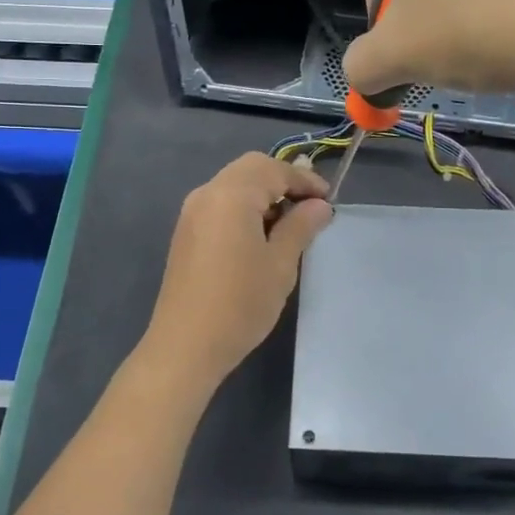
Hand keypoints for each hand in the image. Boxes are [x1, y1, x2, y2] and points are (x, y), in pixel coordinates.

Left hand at [140, 153, 332, 392]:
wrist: (186, 346)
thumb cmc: (240, 303)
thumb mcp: (280, 264)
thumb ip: (301, 226)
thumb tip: (320, 206)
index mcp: (231, 194)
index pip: (274, 168)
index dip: (305, 180)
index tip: (329, 201)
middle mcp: (207, 194)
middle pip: (251, 168)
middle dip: (283, 180)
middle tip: (311, 206)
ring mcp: (192, 213)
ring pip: (234, 184)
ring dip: (264, 193)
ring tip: (290, 223)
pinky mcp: (186, 233)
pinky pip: (221, 203)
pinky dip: (245, 207)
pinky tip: (261, 235)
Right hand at [340, 0, 514, 99]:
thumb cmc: (468, 25)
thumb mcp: (395, 57)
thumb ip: (361, 66)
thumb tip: (362, 76)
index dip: (380, 14)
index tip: (401, 47)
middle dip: (419, 6)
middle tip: (435, 47)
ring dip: (456, 1)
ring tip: (477, 42)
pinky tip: (511, 27)